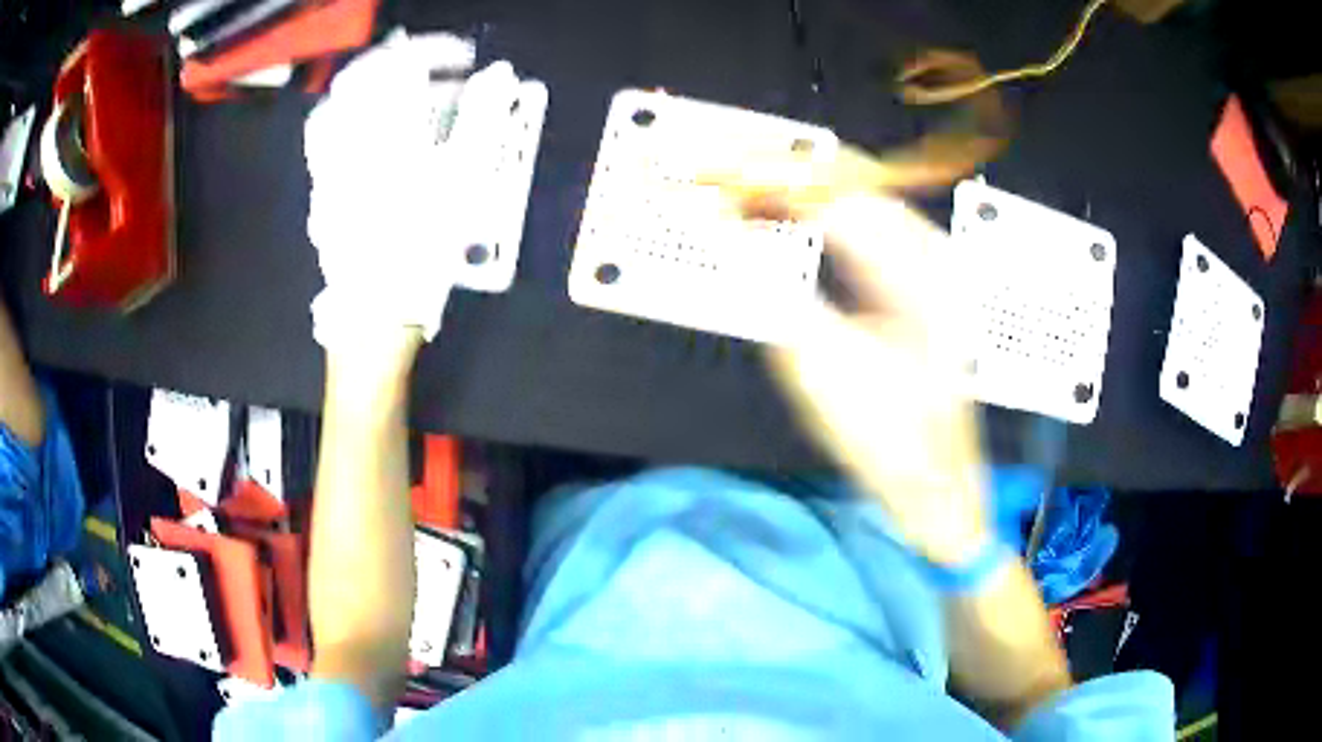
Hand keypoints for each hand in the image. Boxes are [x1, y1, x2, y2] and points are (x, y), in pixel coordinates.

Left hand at [303, 32, 518, 347]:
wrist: (374, 309)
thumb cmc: (422, 245)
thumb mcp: (464, 179)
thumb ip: (483, 117)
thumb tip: (499, 74)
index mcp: (384, 129)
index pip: (404, 65)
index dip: (436, 51)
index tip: (464, 58)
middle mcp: (347, 137)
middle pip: (363, 76)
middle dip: (400, 61)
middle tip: (430, 67)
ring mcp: (327, 162)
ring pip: (337, 103)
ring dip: (369, 87)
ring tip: (397, 93)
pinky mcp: (320, 186)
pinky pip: (324, 135)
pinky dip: (347, 117)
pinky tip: (368, 130)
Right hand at [712, 155, 989, 566]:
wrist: (939, 489)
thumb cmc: (887, 442)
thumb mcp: (818, 369)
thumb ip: (766, 286)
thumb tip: (718, 230)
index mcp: (916, 273)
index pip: (828, 194)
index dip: (760, 178)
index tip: (704, 176)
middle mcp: (932, 253)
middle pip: (846, 178)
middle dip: (775, 171)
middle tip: (713, 178)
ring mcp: (933, 265)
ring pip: (855, 194)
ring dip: (794, 189)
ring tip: (736, 196)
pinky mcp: (923, 281)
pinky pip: (864, 223)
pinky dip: (816, 216)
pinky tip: (784, 222)